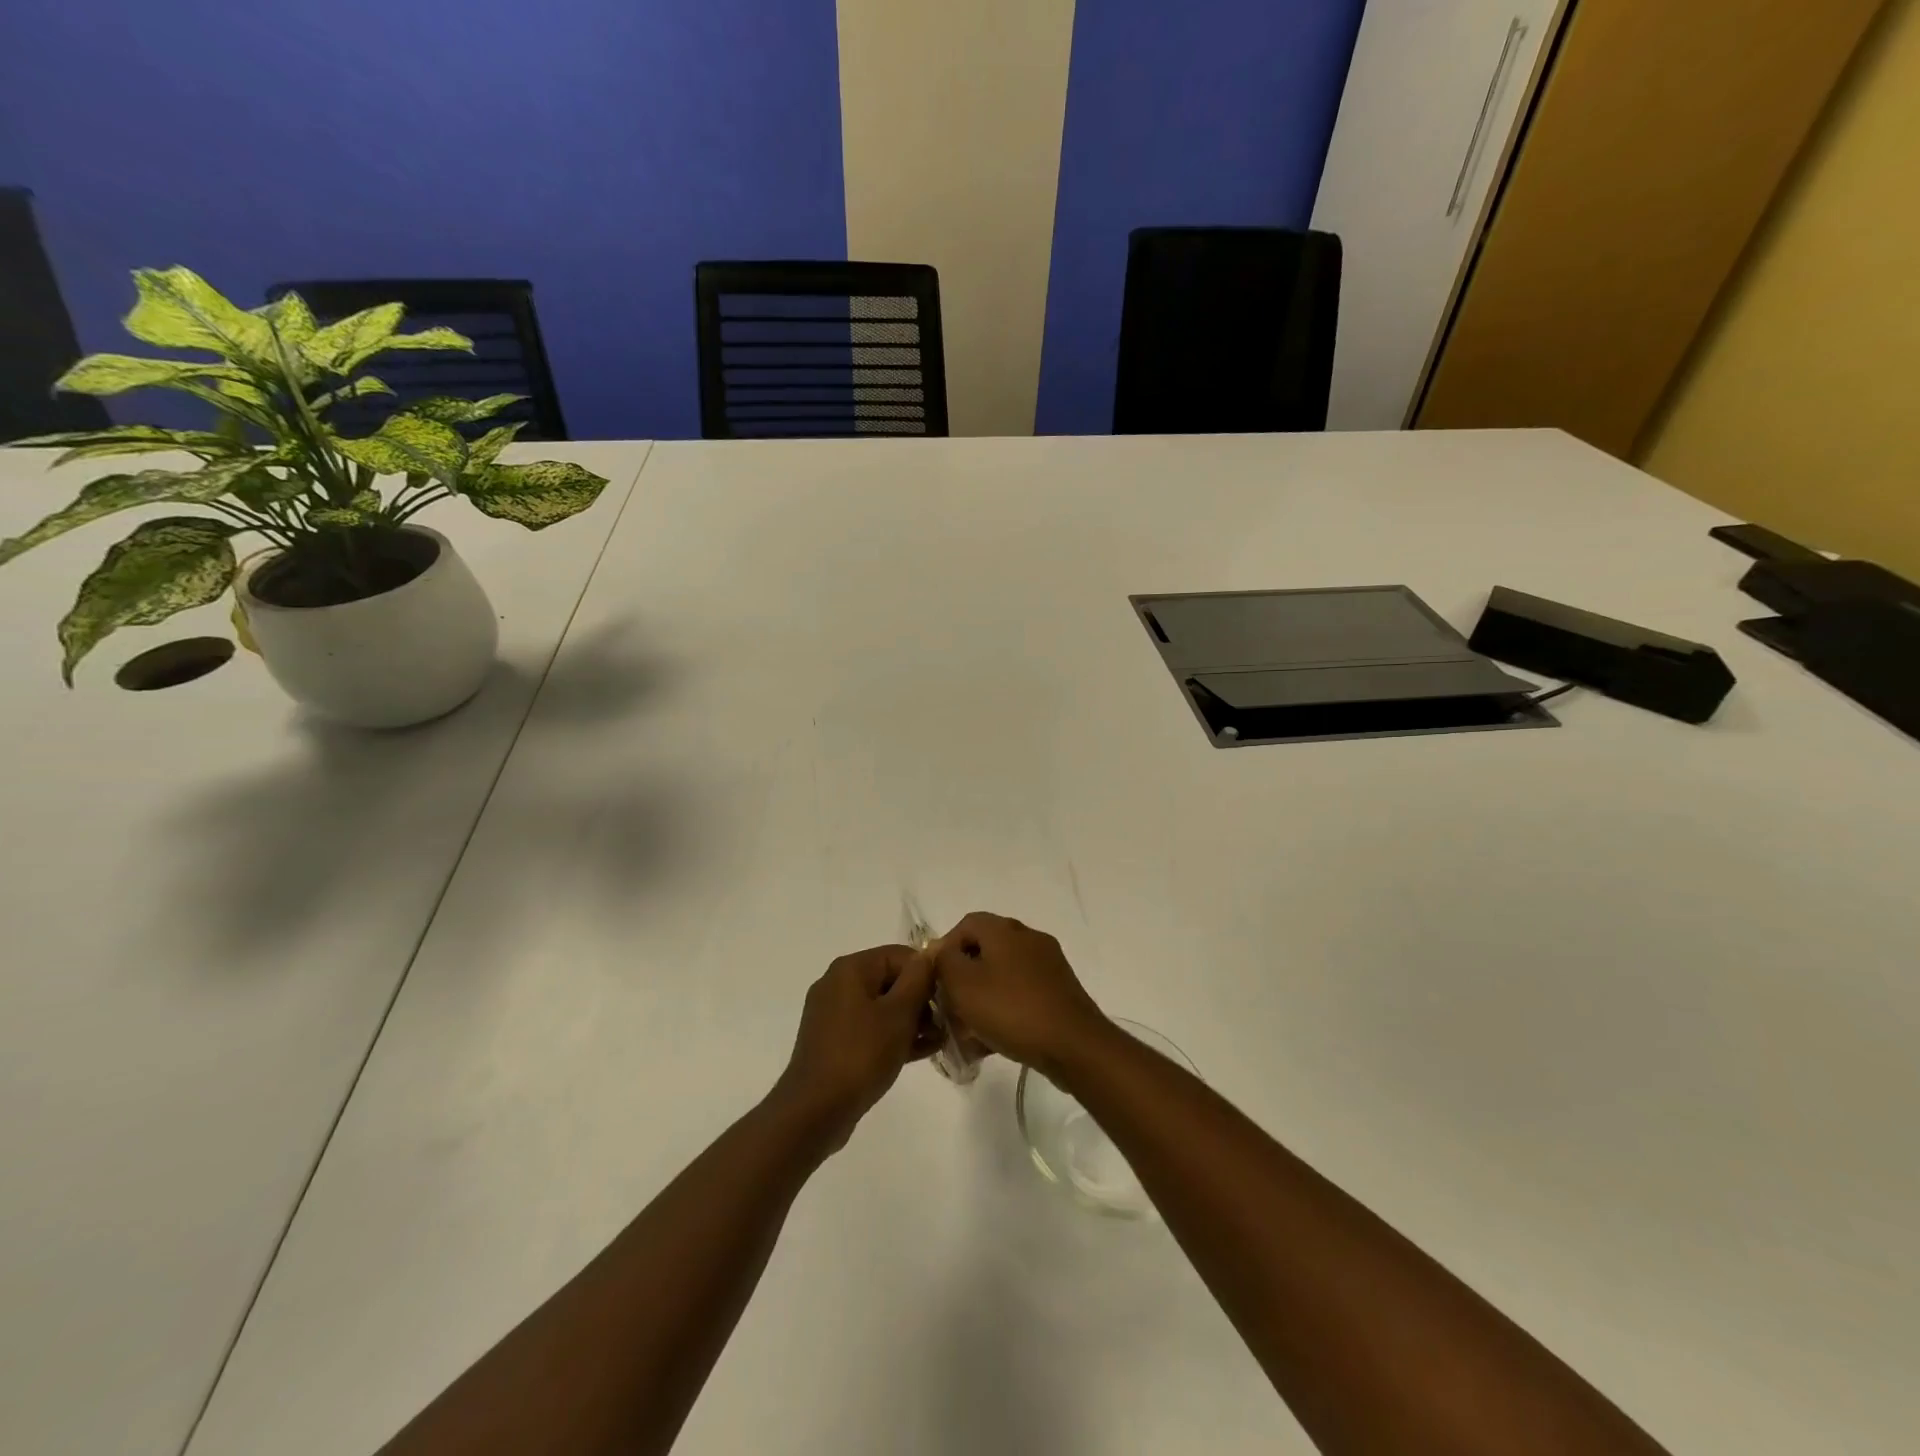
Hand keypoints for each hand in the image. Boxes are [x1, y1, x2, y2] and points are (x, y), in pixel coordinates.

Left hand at [772, 945, 936, 1151]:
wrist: (815, 1111)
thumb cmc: (861, 1054)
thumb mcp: (899, 1014)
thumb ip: (918, 979)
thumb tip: (929, 954)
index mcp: (851, 969)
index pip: (900, 955)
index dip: (927, 973)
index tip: (948, 998)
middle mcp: (838, 984)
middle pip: (891, 980)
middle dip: (922, 1000)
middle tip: (947, 1023)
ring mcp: (834, 1015)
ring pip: (883, 1007)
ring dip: (912, 1021)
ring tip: (940, 1040)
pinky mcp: (834, 1042)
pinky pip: (871, 1029)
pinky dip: (894, 1036)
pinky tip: (922, 1051)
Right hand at [927, 912, 1108, 1074]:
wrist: (1073, 1044)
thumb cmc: (1011, 1009)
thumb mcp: (963, 984)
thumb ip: (944, 961)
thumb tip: (941, 951)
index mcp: (1005, 929)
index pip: (966, 924)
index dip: (945, 949)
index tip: (936, 981)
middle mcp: (1028, 938)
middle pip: (984, 951)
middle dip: (963, 980)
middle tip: (950, 1009)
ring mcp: (1048, 964)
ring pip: (1002, 976)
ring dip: (982, 1000)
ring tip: (968, 1034)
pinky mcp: (1059, 990)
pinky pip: (1021, 994)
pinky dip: (1004, 1011)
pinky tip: (993, 1041)